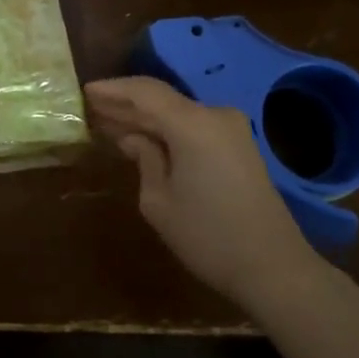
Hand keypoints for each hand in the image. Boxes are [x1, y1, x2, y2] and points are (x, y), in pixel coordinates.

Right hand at [84, 77, 321, 305]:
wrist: (273, 267)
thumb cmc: (207, 237)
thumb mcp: (159, 201)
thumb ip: (144, 159)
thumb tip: (134, 138)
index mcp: (193, 125)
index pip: (145, 92)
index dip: (113, 90)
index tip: (85, 91)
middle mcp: (215, 116)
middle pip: (162, 100)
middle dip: (126, 104)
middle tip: (91, 109)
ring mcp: (231, 130)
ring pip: (177, 113)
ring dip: (145, 118)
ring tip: (109, 122)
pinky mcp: (239, 146)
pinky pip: (193, 127)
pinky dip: (166, 130)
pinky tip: (143, 138)